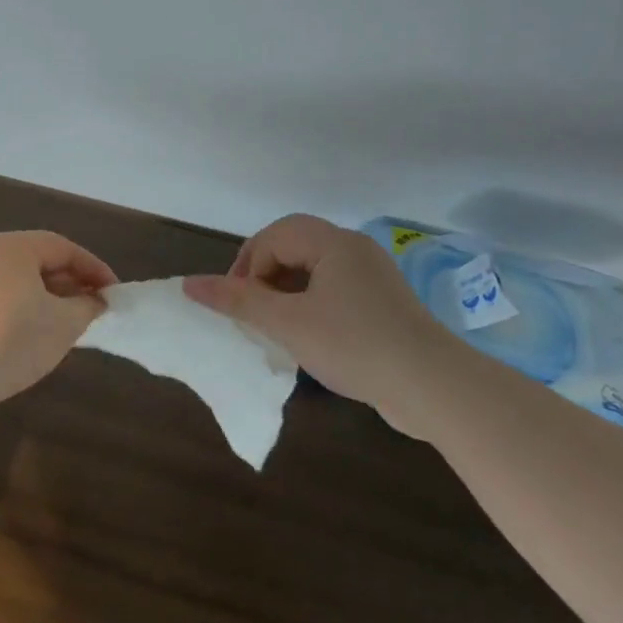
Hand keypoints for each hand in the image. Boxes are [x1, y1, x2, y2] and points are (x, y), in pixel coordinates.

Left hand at [0, 231, 117, 416]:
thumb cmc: (15, 339)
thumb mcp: (65, 323)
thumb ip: (88, 306)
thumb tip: (95, 301)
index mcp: (12, 247)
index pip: (63, 248)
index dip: (94, 269)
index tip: (114, 293)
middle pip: (39, 261)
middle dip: (71, 283)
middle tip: (95, 307)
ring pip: (19, 282)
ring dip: (49, 299)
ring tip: (71, 323)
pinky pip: (0, 299)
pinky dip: (24, 309)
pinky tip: (38, 336)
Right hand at [183, 214, 457, 423]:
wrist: (433, 387)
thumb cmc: (354, 345)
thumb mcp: (287, 324)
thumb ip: (237, 301)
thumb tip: (189, 284)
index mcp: (333, 243)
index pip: (274, 236)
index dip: (247, 266)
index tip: (239, 305)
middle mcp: (354, 250)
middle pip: (293, 247)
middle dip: (265, 278)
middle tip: (252, 314)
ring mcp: (372, 277)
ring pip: (313, 271)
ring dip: (285, 294)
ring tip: (275, 328)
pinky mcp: (382, 304)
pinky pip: (334, 291)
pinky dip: (310, 306)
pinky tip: (308, 338)